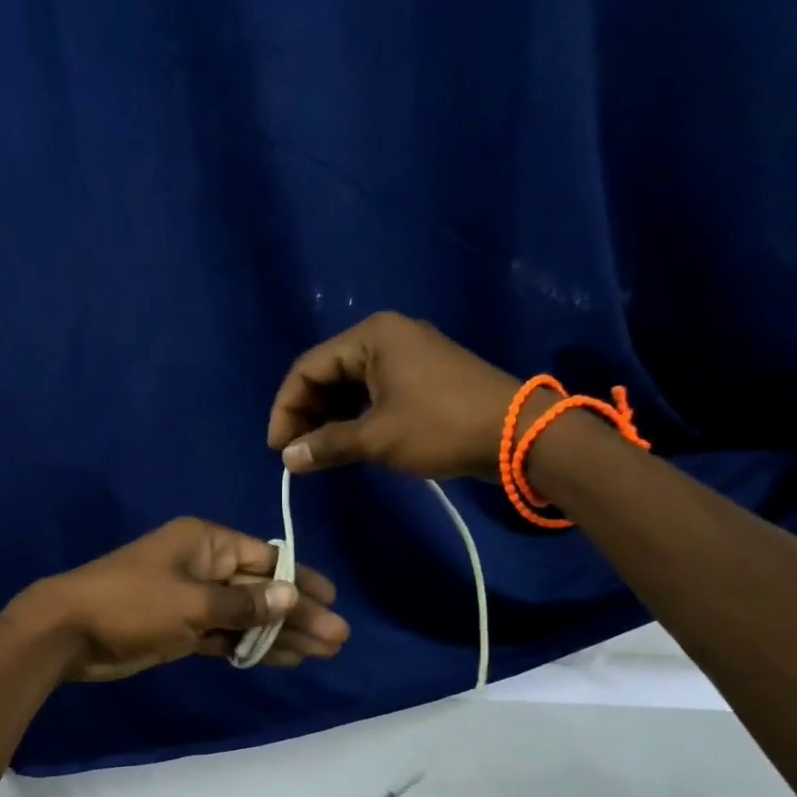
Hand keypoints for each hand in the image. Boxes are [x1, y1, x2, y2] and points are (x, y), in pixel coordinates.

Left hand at [8, 517, 349, 681]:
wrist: (69, 632)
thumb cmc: (132, 603)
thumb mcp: (192, 602)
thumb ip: (243, 605)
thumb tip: (292, 597)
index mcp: (205, 543)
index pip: (265, 558)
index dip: (300, 580)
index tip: (332, 601)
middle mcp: (203, 566)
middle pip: (260, 590)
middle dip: (297, 614)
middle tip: (337, 639)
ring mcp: (192, 600)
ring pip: (246, 616)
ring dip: (279, 634)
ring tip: (321, 653)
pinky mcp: (182, 629)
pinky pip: (226, 636)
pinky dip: (250, 647)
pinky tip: (283, 659)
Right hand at [267, 311, 530, 480]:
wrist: (518, 434)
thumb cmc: (441, 427)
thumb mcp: (378, 438)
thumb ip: (327, 445)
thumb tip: (288, 459)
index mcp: (371, 336)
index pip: (308, 368)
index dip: (286, 408)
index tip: (278, 449)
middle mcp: (386, 337)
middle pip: (327, 373)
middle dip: (307, 413)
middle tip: (296, 453)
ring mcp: (407, 356)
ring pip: (350, 385)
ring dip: (329, 418)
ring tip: (318, 453)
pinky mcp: (422, 378)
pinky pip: (373, 393)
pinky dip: (354, 417)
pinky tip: (346, 443)